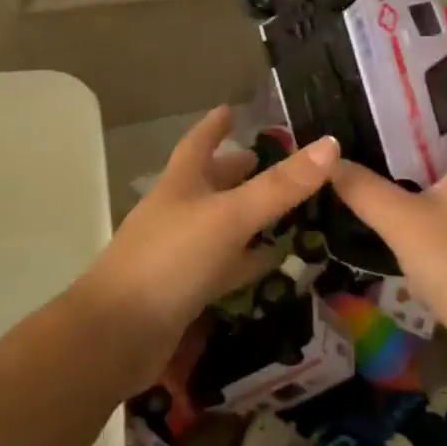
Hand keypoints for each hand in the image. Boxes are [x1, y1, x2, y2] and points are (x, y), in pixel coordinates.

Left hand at [78, 106, 338, 388]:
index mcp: (181, 183)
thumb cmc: (171, 260)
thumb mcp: (230, 216)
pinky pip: (225, 266)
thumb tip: (330, 144)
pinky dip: (249, 260)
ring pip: (221, 224)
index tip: (231, 110)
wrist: (116, 335)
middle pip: (211, 182)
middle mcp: (178, 211)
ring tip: (287, 208)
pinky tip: (273, 260)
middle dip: (238, 169)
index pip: (199, 143)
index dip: (215, 126)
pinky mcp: (185, 290)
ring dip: (249, 215)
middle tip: (273, 160)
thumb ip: (280, 186)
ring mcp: (180, 252)